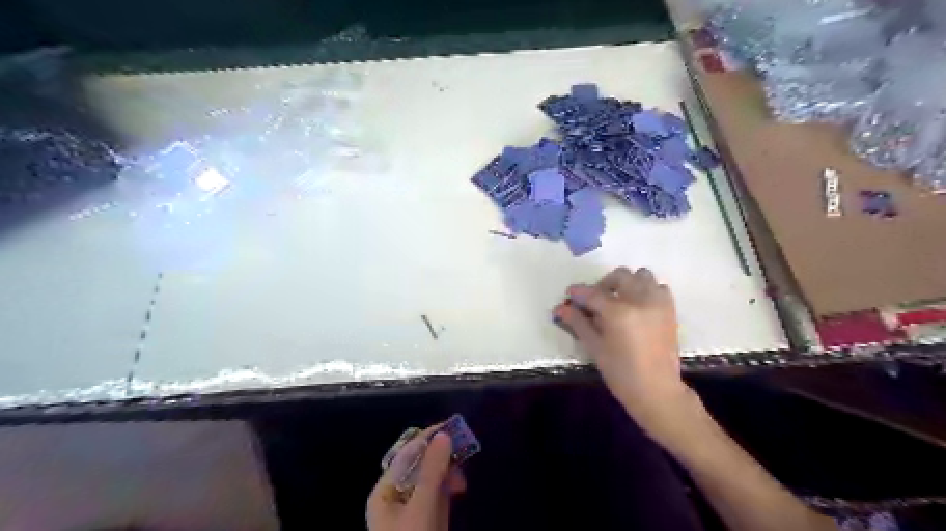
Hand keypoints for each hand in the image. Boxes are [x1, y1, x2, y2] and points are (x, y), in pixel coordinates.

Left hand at [365, 427, 464, 530]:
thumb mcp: (421, 505)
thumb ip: (432, 470)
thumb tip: (443, 435)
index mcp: (384, 491)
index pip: (406, 455)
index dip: (427, 439)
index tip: (450, 427)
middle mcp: (395, 498)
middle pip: (419, 466)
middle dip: (440, 458)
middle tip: (462, 452)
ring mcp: (410, 511)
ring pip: (430, 480)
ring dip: (447, 473)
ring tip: (461, 480)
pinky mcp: (425, 521)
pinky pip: (437, 496)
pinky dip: (448, 488)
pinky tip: (459, 488)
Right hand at [556, 269, 692, 436]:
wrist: (657, 390)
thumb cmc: (621, 373)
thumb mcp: (595, 348)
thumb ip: (578, 323)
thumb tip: (560, 308)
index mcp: (619, 312)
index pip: (593, 294)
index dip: (578, 292)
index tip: (569, 294)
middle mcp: (641, 301)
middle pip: (620, 276)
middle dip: (603, 284)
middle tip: (594, 300)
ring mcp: (658, 303)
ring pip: (641, 275)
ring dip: (627, 283)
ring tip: (618, 300)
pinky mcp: (670, 309)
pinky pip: (658, 287)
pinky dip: (646, 290)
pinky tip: (637, 306)